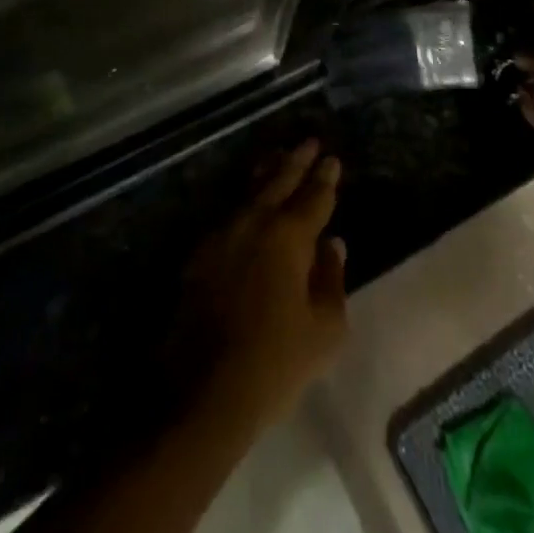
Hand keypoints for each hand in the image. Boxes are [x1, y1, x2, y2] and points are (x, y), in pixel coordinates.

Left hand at [181, 140, 348, 433]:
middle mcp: (254, 223)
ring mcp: (222, 234)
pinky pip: (230, 212)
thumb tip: (332, 245)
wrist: (203, 390)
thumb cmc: (275, 363)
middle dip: (297, 161)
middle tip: (309, 142)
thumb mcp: (324, 331)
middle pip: (279, 182)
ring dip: (268, 172)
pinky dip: (246, 199)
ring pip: (250, 192)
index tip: (332, 159)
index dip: (325, 178)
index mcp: (289, 236)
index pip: (313, 198)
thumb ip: (332, 280)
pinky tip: (249, 201)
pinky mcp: (201, 253)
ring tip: (278, 156)